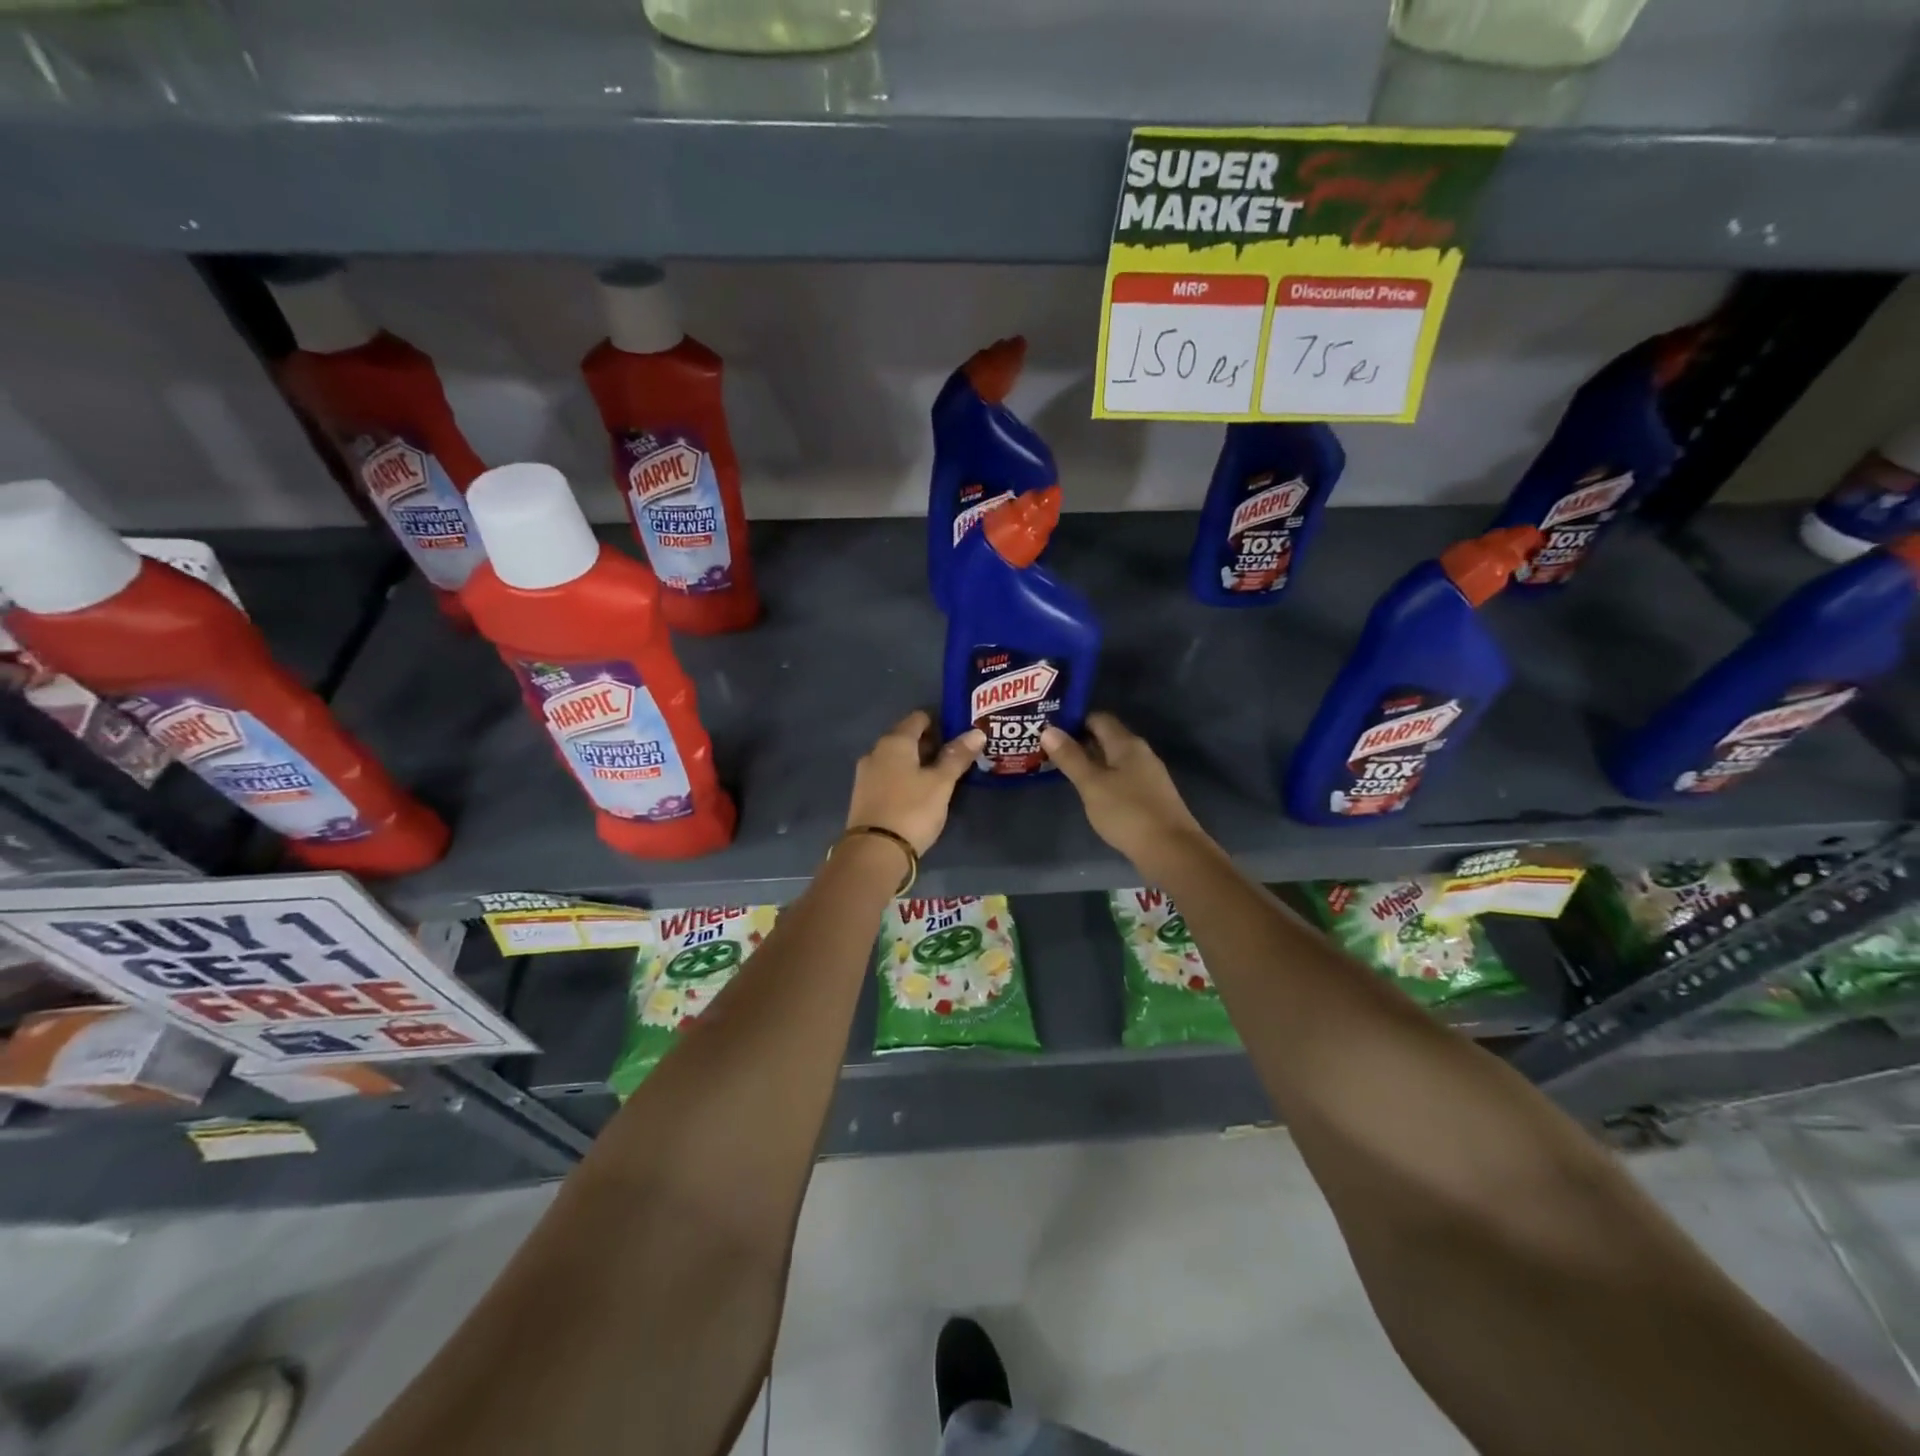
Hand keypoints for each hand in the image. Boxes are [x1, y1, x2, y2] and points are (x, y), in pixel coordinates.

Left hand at [845, 711, 983, 854]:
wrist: (874, 852)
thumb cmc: (912, 810)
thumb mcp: (941, 783)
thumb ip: (957, 756)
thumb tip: (976, 732)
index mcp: (894, 742)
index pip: (919, 718)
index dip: (940, 722)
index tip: (960, 734)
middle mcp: (876, 751)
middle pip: (906, 738)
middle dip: (930, 744)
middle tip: (956, 757)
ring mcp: (866, 774)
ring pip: (897, 759)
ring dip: (917, 763)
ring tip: (941, 777)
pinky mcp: (863, 795)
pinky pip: (888, 776)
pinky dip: (905, 778)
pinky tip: (919, 792)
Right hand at [1042, 713, 1211, 880]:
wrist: (1171, 850)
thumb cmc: (1128, 813)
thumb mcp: (1092, 784)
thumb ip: (1070, 757)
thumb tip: (1048, 729)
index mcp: (1126, 744)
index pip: (1098, 718)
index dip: (1073, 720)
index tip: (1049, 730)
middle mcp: (1140, 753)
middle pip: (1106, 738)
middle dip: (1079, 741)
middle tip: (1048, 750)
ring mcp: (1147, 775)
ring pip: (1113, 760)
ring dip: (1090, 762)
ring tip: (1062, 770)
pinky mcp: (1149, 796)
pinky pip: (1121, 778)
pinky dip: (1102, 779)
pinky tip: (1089, 792)